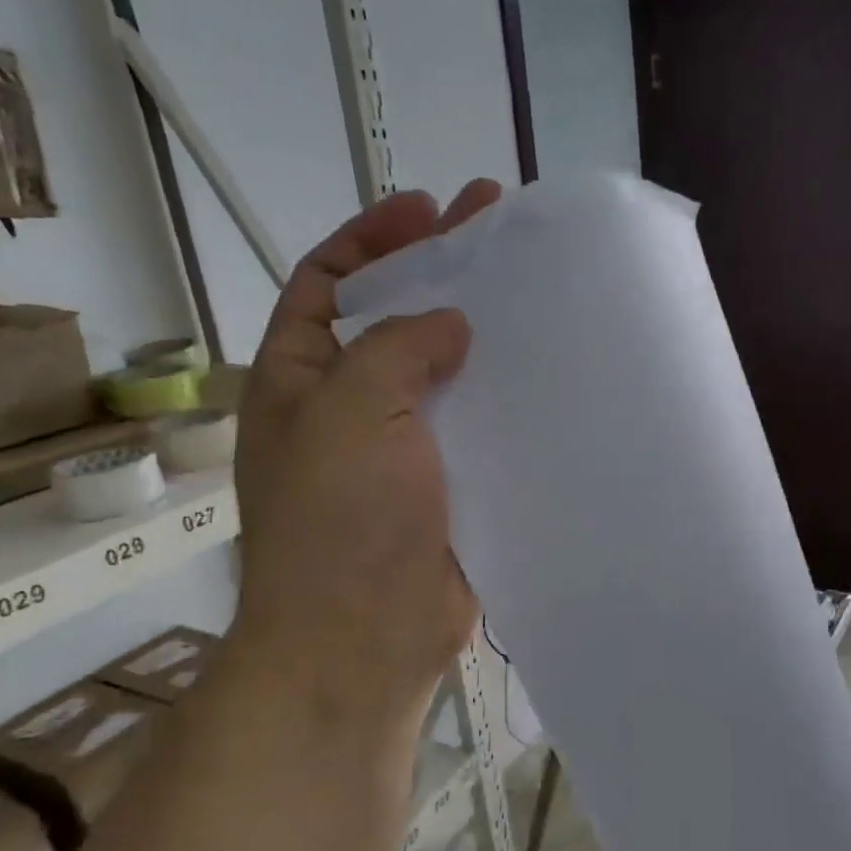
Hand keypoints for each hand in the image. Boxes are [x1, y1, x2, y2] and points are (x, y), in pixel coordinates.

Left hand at [227, 180, 502, 731]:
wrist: (365, 639)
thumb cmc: (340, 520)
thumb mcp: (349, 412)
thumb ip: (397, 348)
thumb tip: (449, 322)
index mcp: (302, 379)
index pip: (328, 283)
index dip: (372, 239)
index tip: (428, 210)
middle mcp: (351, 407)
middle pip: (396, 318)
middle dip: (438, 271)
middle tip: (494, 225)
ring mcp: (406, 449)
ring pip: (446, 372)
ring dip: (481, 332)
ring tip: (535, 290)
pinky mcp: (454, 484)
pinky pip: (480, 425)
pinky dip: (506, 396)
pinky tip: (548, 371)